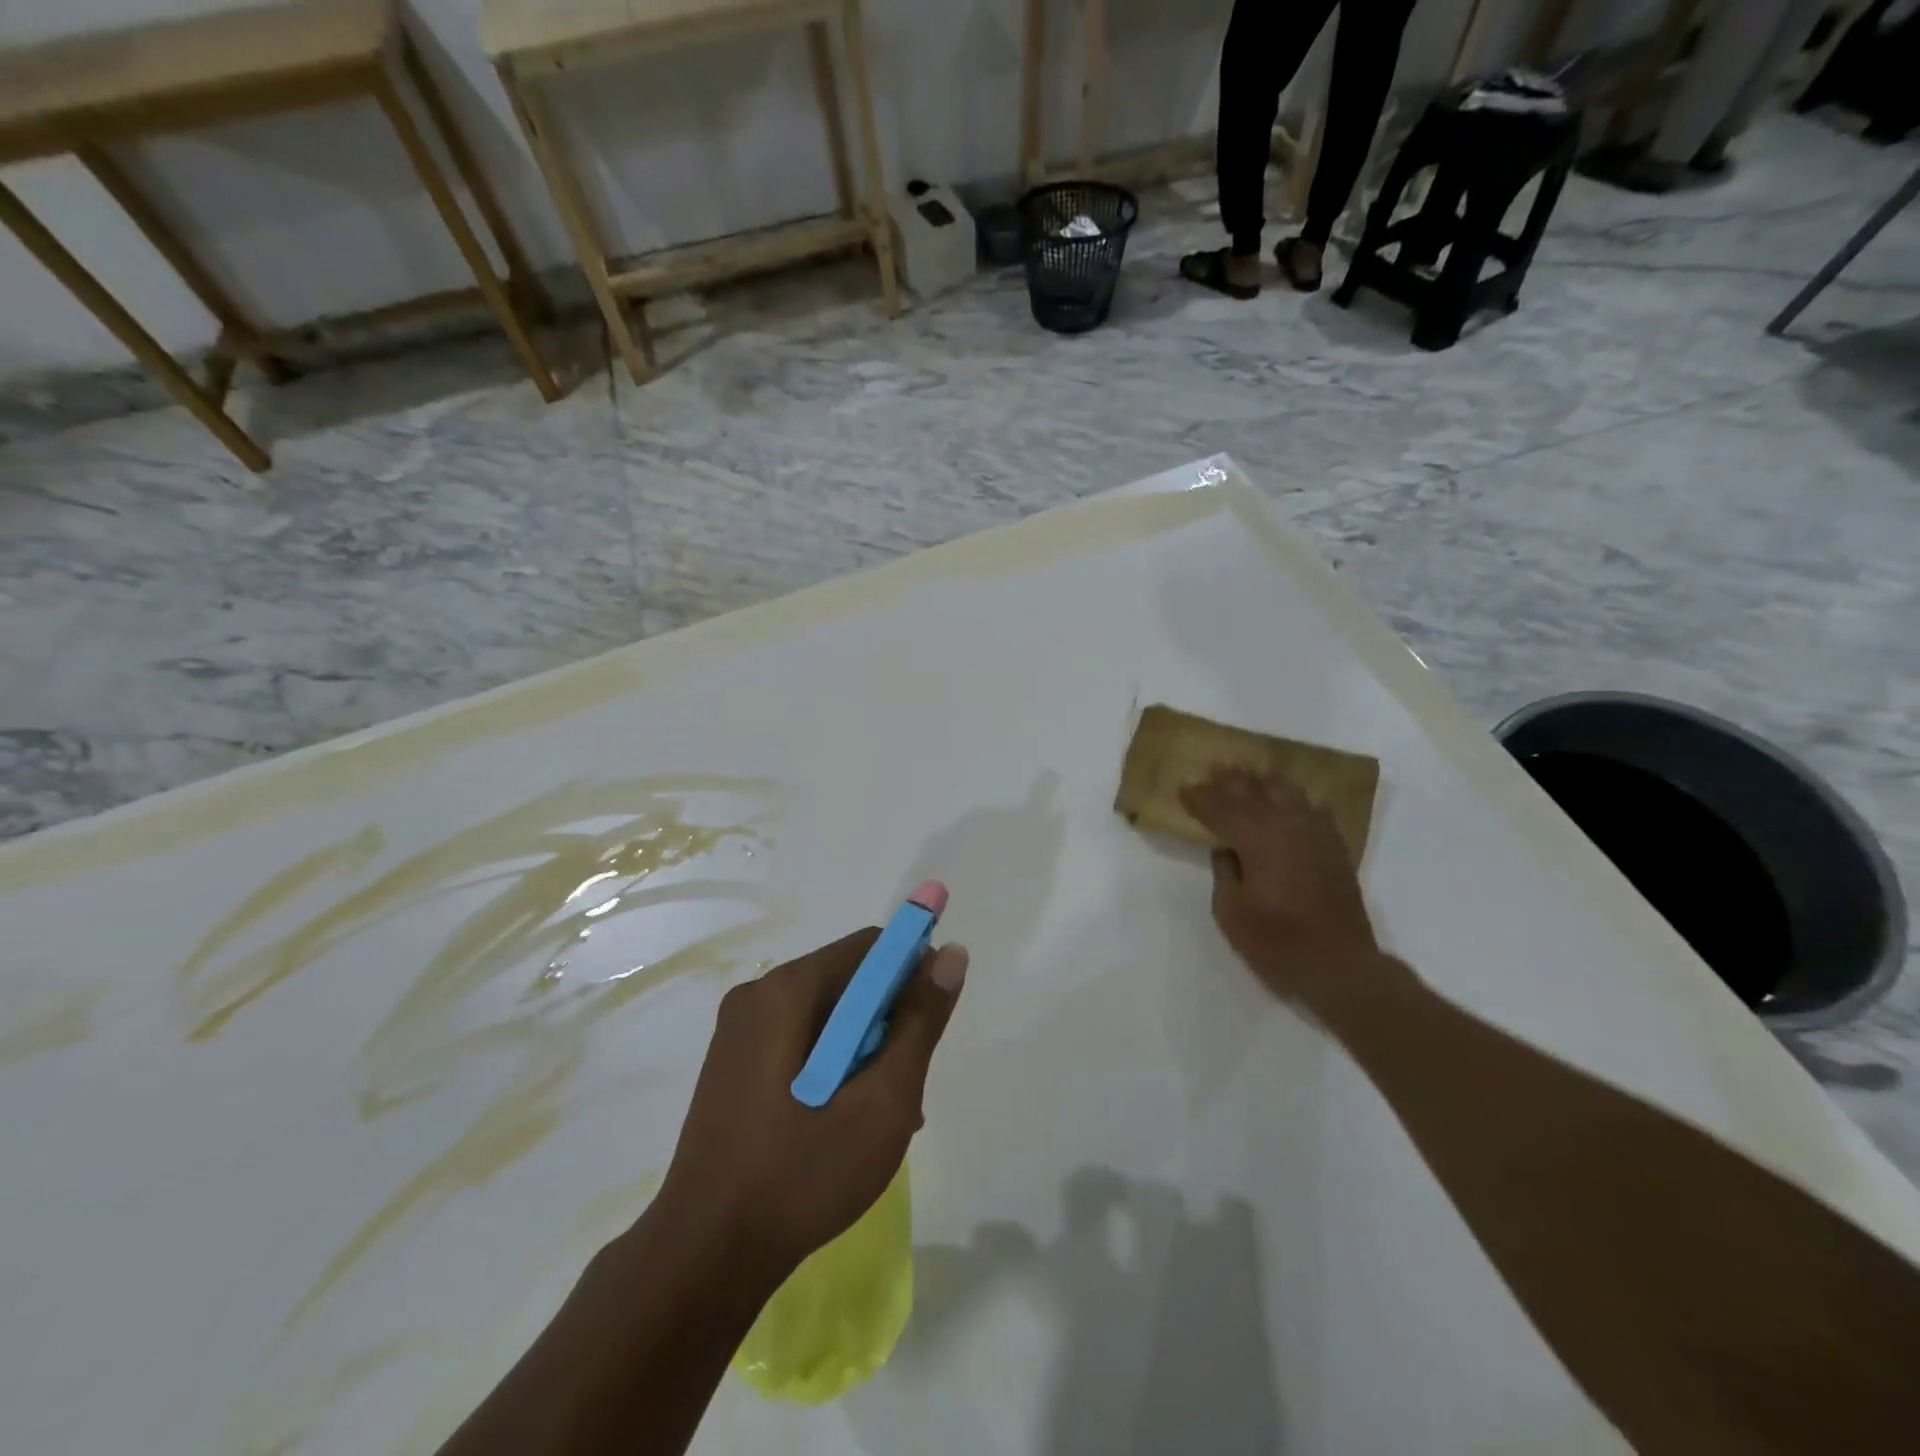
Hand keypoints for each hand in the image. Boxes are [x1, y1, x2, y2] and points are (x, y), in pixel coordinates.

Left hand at [657, 929, 967, 1286]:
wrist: (703, 1259)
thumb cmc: (800, 1175)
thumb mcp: (881, 1101)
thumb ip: (920, 1023)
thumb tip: (951, 954)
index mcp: (785, 991)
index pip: (869, 948)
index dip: (911, 973)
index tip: (930, 1024)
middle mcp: (757, 997)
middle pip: (847, 982)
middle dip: (888, 1023)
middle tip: (905, 1088)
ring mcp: (739, 1034)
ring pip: (828, 1018)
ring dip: (865, 1052)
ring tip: (881, 1117)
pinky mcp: (734, 1067)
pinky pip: (801, 1044)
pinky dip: (834, 1067)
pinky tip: (846, 1123)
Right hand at [1179, 768, 1381, 1007]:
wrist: (1340, 966)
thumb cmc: (1277, 943)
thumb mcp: (1231, 912)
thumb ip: (1225, 873)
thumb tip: (1226, 849)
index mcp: (1257, 840)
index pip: (1222, 809)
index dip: (1200, 798)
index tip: (1183, 787)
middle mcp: (1288, 827)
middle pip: (1255, 793)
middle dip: (1232, 780)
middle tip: (1215, 767)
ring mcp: (1316, 836)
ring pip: (1288, 794)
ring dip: (1266, 781)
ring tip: (1251, 770)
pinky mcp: (1335, 849)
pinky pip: (1316, 811)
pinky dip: (1300, 801)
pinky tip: (1296, 798)